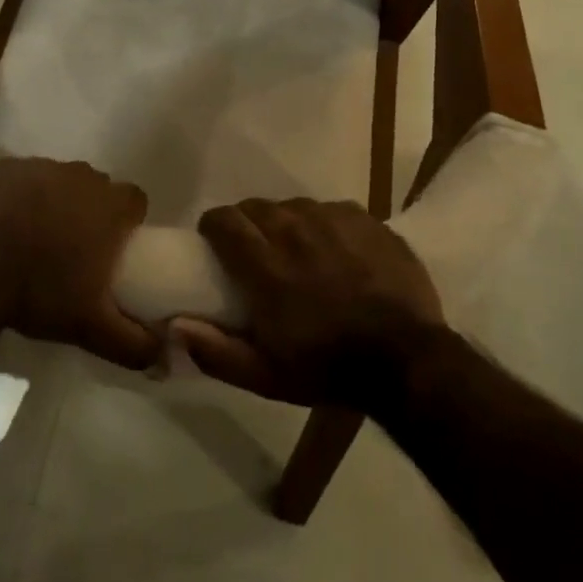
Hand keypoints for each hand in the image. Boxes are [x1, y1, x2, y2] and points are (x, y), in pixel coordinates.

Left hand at [0, 158, 157, 369]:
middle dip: (92, 209)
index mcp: (110, 206)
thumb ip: (135, 344)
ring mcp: (42, 167)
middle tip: (75, 244)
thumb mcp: (92, 328)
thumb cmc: (40, 292)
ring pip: (60, 179)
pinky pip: (24, 177)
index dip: (129, 219)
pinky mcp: (7, 168)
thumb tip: (165, 357)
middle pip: (98, 187)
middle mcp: (82, 176)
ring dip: (56, 199)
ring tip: (38, 233)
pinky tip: (7, 221)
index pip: (135, 200)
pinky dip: (22, 194)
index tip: (116, 244)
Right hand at [171, 198, 444, 408]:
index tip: (215, 243)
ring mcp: (333, 221)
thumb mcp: (265, 376)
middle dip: (248, 223)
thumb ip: (215, 351)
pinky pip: (331, 209)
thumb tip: (174, 325)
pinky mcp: (365, 220)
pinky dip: (324, 224)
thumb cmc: (328, 368)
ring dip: (286, 222)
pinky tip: (334, 249)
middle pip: (256, 207)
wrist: (408, 361)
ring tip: (297, 250)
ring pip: (294, 205)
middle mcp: (294, 230)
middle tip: (256, 251)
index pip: (223, 220)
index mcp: (265, 264)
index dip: (214, 227)